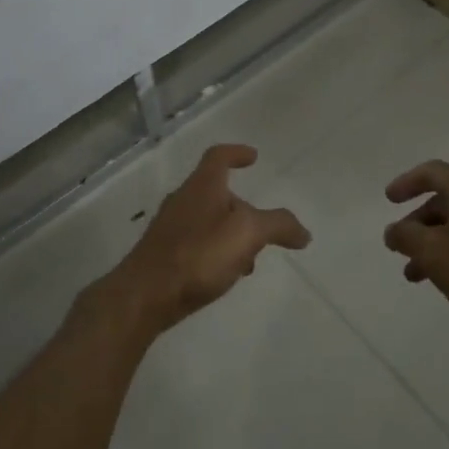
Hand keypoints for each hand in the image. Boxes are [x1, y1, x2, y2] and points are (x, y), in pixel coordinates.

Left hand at [102, 144, 310, 335]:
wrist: (144, 295)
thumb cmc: (197, 254)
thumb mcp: (247, 234)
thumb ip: (278, 226)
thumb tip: (304, 232)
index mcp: (203, 186)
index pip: (219, 156)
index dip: (236, 152)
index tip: (253, 156)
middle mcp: (183, 200)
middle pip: (215, 191)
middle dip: (241, 206)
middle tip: (261, 225)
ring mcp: (169, 227)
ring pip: (207, 220)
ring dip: (230, 233)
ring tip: (248, 260)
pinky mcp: (162, 254)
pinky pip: (196, 243)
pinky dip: (214, 251)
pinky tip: (223, 276)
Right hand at [383, 160, 448, 334]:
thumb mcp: (432, 252)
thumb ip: (405, 237)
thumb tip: (393, 231)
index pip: (430, 172)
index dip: (406, 183)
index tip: (388, 200)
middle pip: (443, 199)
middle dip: (416, 223)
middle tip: (399, 246)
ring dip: (432, 242)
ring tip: (414, 274)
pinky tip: (444, 277)